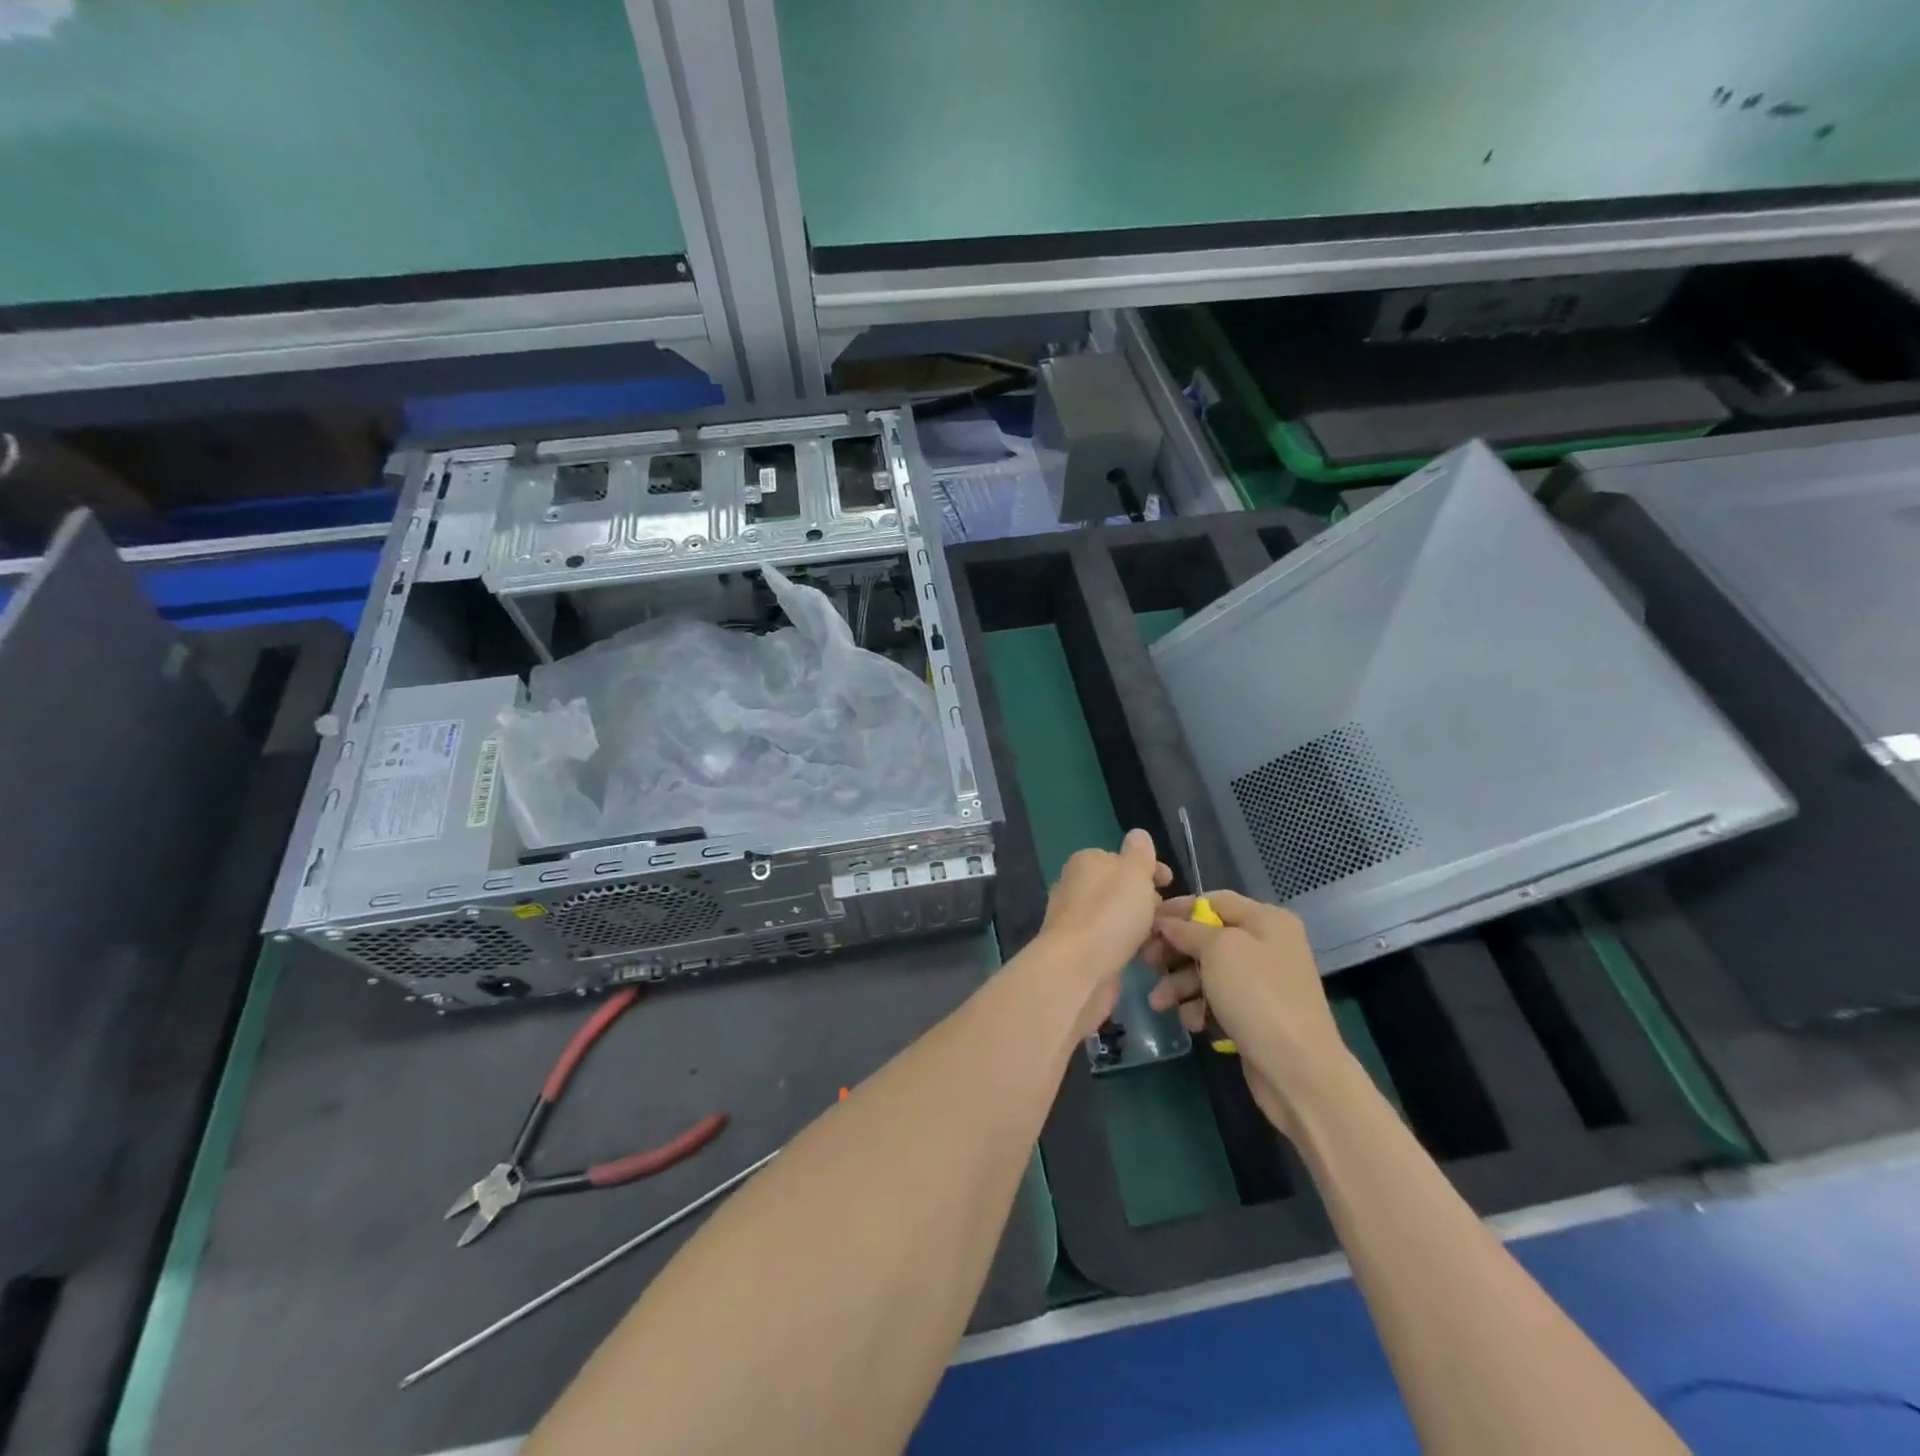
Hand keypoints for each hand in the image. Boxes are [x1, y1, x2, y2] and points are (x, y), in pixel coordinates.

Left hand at [1039, 829, 1171, 1034]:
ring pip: (1117, 917)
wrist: (1077, 968)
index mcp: (1085, 862)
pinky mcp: (1079, 950)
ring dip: (1140, 926)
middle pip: (1119, 888)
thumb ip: (1139, 853)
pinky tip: (1144, 957)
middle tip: (1167, 915)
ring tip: (1163, 939)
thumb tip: (1137, 834)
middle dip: (1145, 900)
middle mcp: (1075, 886)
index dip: (1149, 869)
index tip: (1171, 883)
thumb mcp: (1133, 873)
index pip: (1121, 859)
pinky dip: (1128, 946)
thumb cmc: (1110, 913)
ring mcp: (1075, 920)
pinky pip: (1111, 942)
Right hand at [1146, 891, 1352, 1133]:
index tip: (1146, 922)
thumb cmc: (1256, 996)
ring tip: (1160, 1003)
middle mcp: (1267, 945)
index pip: (1213, 901)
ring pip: (1209, 971)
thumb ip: (1188, 929)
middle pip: (1208, 937)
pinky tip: (1193, 1022)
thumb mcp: (1218, 950)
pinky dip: (1200, 1007)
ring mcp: (1263, 982)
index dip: (1178, 909)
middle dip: (1175, 952)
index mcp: (1266, 920)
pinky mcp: (1257, 1014)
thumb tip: (1167, 921)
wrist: (1298, 1069)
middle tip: (1146, 963)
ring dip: (1180, 984)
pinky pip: (1219, 1000)